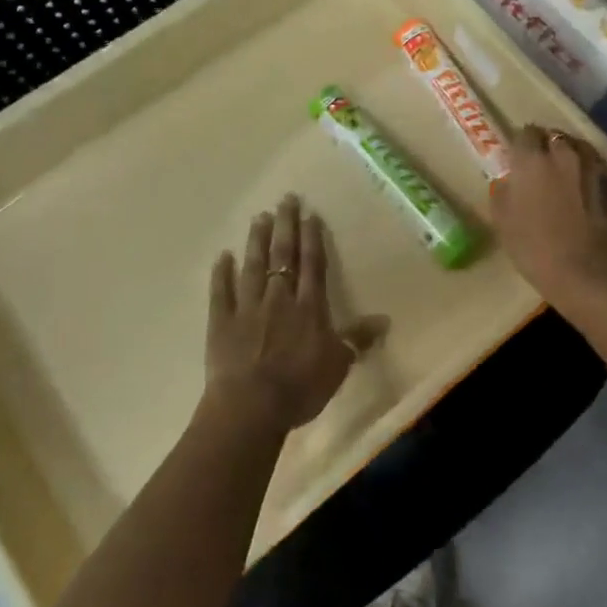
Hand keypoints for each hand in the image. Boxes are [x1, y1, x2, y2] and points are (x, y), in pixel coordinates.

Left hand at [205, 195, 361, 432]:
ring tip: (259, 217)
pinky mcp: (222, 322)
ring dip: (256, 240)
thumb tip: (385, 319)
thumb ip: (358, 339)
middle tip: (285, 199)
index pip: (312, 264)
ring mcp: (248, 307)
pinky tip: (222, 256)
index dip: (312, 238)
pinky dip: (221, 273)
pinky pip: (221, 292)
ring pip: (253, 265)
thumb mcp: (338, 365)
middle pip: (282, 255)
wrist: (251, 406)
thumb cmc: (300, 387)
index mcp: (309, 307)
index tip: (310, 214)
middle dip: (285, 226)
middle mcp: (279, 298)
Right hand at [490, 127, 606, 312]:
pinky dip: (592, 178)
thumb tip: (507, 182)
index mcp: (533, 160)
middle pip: (555, 136)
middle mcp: (565, 154)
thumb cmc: (538, 251)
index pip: (525, 133)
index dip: (521, 145)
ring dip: (573, 157)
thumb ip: (503, 195)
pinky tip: (589, 198)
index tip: (518, 160)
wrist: (595, 277)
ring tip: (567, 178)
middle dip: (548, 146)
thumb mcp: (504, 225)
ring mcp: (596, 168)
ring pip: (581, 149)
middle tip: (542, 168)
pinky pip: (600, 172)